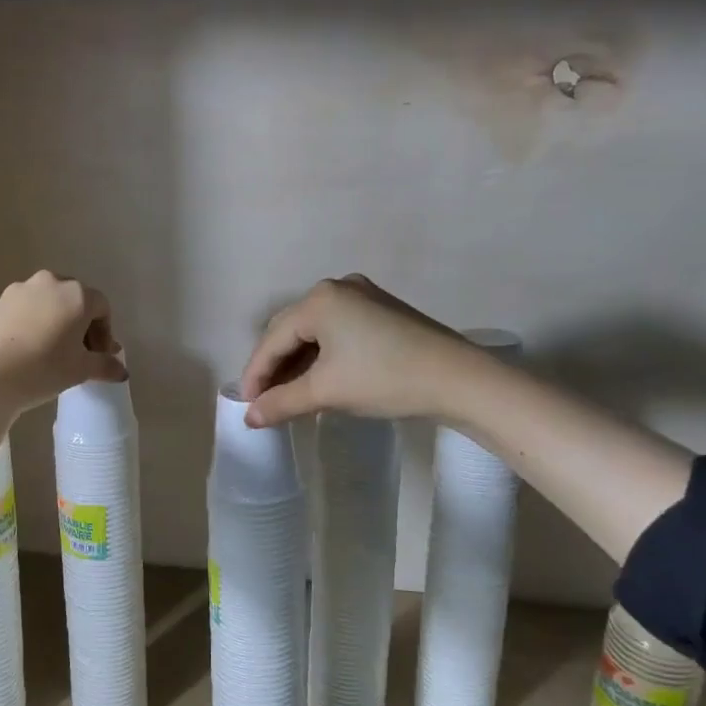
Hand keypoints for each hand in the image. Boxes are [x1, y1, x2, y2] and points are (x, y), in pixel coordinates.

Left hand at [0, 270, 126, 417]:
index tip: (99, 358)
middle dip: (81, 326)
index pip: (102, 308)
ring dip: (57, 324)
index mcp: (77, 294)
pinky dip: (34, 325)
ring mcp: (20, 289)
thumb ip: (105, 365)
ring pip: (49, 304)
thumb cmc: (42, 368)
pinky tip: (28, 351)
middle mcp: (51, 283)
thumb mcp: (80, 370)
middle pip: (75, 301)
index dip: (105, 334)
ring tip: (52, 354)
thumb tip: (121, 369)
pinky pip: (26, 310)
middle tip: (79, 355)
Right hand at [239, 275, 469, 427]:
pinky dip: (322, 356)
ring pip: (315, 332)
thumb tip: (249, 418)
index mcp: (320, 299)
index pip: (273, 338)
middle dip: (275, 366)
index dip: (255, 374)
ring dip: (298, 363)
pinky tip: (318, 380)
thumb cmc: (385, 379)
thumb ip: (281, 403)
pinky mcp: (381, 311)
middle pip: (291, 329)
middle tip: (265, 401)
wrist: (459, 380)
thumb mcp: (327, 392)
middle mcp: (338, 287)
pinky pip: (337, 331)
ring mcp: (363, 296)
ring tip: (288, 395)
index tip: (246, 405)